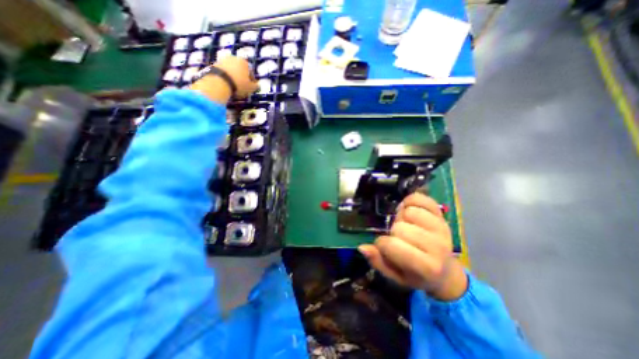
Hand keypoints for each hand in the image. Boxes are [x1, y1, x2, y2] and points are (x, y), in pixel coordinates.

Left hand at [190, 57, 257, 102]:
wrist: (219, 81)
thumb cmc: (239, 84)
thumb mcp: (251, 88)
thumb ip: (255, 86)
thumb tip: (257, 85)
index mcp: (244, 62)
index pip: (251, 72)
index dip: (252, 81)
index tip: (251, 88)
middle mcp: (234, 58)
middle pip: (240, 69)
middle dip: (242, 77)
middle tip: (242, 87)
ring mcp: (223, 60)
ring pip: (232, 70)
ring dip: (233, 77)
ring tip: (233, 86)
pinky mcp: (214, 64)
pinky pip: (223, 72)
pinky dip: (226, 77)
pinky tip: (226, 85)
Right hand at [359, 194, 467, 300]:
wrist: (446, 272)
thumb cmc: (417, 275)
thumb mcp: (396, 276)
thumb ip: (378, 262)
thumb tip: (362, 247)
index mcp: (426, 267)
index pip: (390, 245)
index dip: (381, 245)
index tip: (385, 248)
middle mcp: (437, 246)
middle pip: (400, 227)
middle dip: (393, 232)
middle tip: (398, 238)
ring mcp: (441, 228)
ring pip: (409, 211)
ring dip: (401, 217)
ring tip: (405, 225)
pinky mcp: (442, 215)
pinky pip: (419, 198)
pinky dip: (409, 201)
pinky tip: (409, 210)